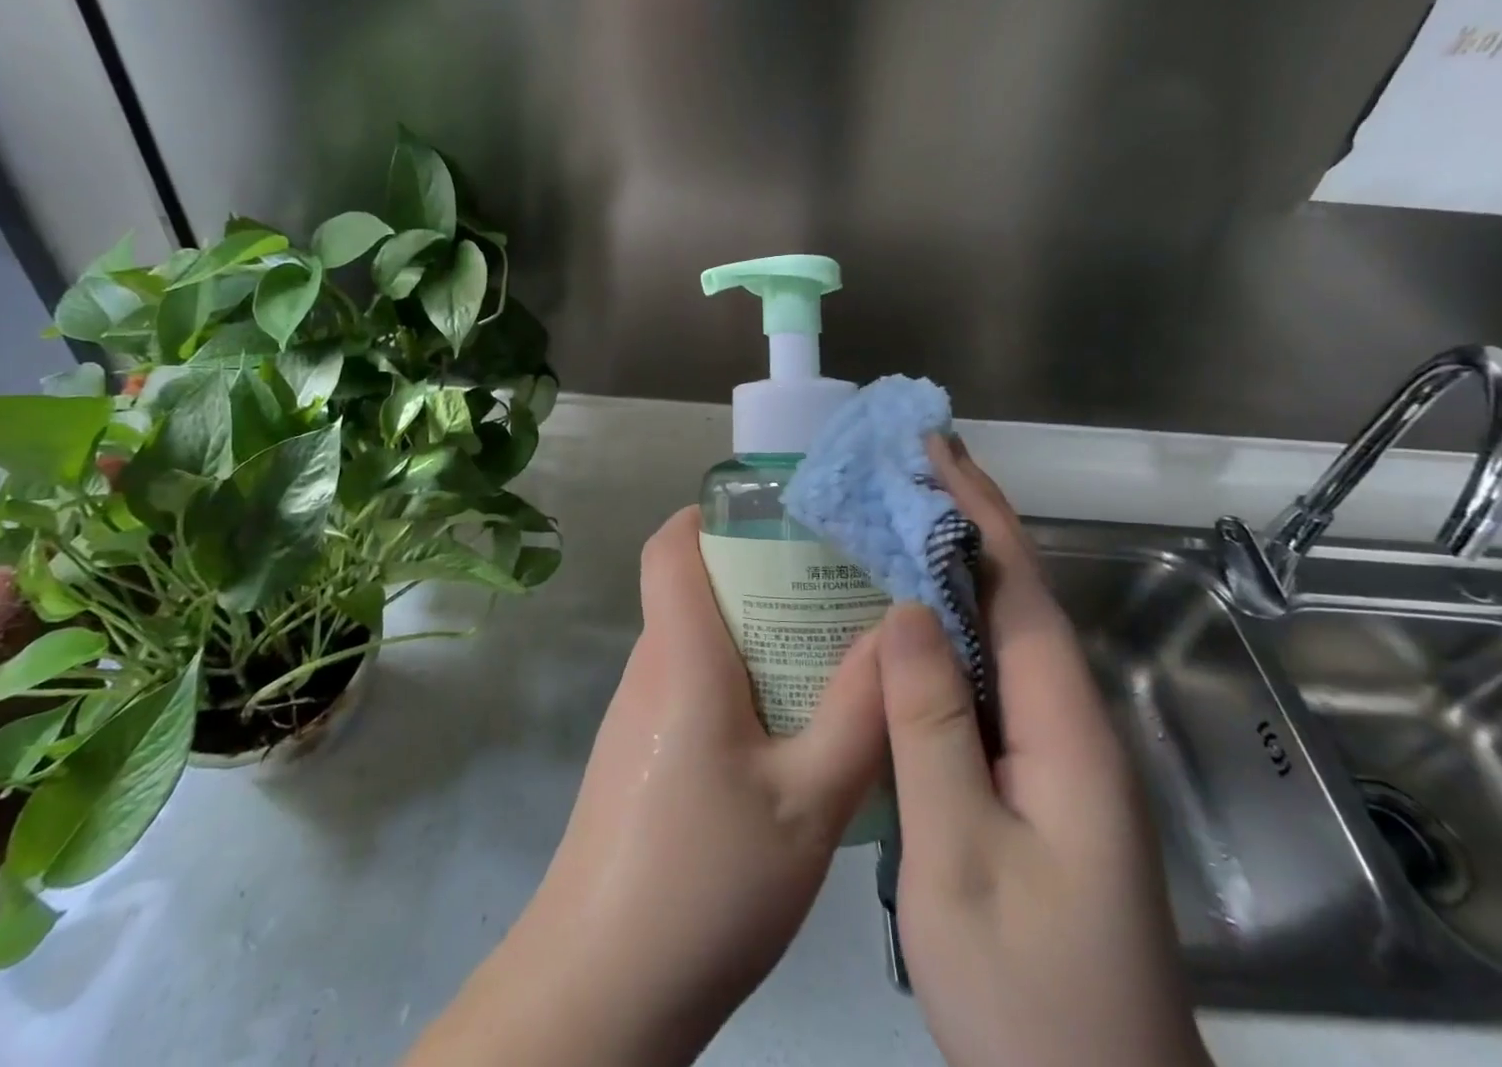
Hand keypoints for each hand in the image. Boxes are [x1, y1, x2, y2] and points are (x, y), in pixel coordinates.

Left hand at [406, 505, 885, 1066]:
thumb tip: (899, 629)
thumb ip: (859, 713)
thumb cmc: (704, 881)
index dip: (711, 513)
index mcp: (680, 656)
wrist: (602, 988)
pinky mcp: (639, 751)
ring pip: (695, 637)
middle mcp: (650, 667)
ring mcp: (638, 711)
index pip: (670, 546)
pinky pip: (689, 682)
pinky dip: (738, 675)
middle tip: (834, 585)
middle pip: (693, 585)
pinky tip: (788, 722)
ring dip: (754, 628)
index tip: (776, 516)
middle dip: (760, 571)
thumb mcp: (808, 802)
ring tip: (827, 647)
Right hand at [881, 437, 1209, 1066]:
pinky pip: (985, 682)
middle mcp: (1069, 724)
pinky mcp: (1033, 780)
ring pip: (1000, 639)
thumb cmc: (1030, 993)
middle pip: (1016, 599)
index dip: (979, 510)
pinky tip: (901, 629)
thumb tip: (906, 609)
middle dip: (964, 523)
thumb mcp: (960, 852)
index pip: (1020, 586)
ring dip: (951, 572)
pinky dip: (945, 633)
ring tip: (890, 524)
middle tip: (899, 472)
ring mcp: (1055, 755)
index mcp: (1064, 727)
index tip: (936, 449)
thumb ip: (933, 724)